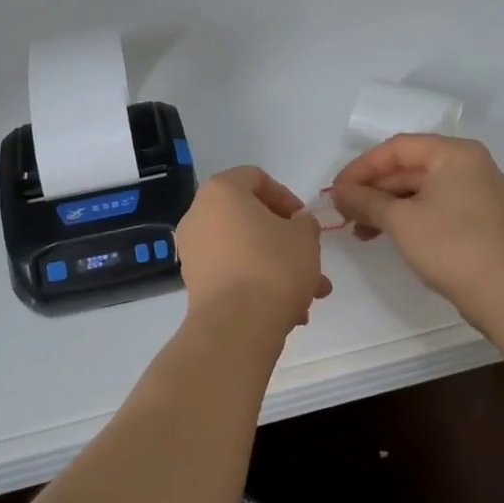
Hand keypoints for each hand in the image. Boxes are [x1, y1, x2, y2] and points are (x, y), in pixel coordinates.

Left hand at [176, 166, 332, 337]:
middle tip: (310, 259)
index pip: (256, 178)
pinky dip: (258, 285)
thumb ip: (304, 223)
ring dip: (278, 268)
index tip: (304, 221)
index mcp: (221, 191)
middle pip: (249, 218)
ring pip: (244, 250)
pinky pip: (233, 274)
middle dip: (285, 241)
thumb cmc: (273, 266)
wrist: (237, 325)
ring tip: (309, 295)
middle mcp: (199, 215)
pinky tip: (288, 312)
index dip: (286, 197)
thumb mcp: (305, 237)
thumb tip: (296, 225)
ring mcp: (193, 251)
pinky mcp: (195, 283)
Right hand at [329, 135, 503, 309]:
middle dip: (372, 189)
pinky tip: (380, 234)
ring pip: (418, 190)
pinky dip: (405, 217)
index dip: (361, 167)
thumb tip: (339, 193)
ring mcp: (474, 193)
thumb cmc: (450, 246)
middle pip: (408, 167)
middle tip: (342, 211)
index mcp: (454, 153)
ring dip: (384, 206)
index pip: (397, 148)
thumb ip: (365, 200)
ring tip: (357, 228)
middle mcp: (468, 165)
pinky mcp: (475, 219)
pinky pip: (431, 207)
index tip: (336, 191)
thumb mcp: (400, 220)